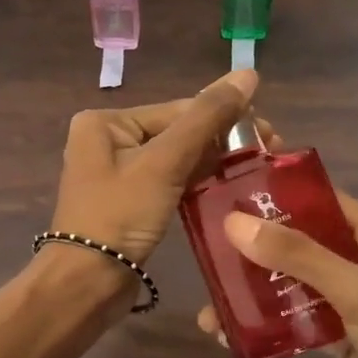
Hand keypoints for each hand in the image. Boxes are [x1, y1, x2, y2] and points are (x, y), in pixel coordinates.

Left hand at [47, 69, 262, 263]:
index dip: (225, 118)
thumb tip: (248, 73)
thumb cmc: (120, 215)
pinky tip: (229, 187)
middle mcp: (107, 140)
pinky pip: (169, 182)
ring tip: (258, 168)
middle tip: (271, 151)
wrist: (87, 284)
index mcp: (106, 122)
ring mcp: (117, 173)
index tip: (270, 133)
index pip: (177, 110)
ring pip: (175, 158)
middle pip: (177, 132)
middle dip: (222, 141)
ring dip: (214, 162)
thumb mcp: (164, 163)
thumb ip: (207, 118)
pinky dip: (196, 183)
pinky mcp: (128, 202)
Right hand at [199, 190, 357, 357]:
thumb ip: (297, 254)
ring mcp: (350, 302)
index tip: (225, 189)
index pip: (320, 199)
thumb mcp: (357, 290)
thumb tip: (233, 221)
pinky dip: (267, 323)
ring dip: (254, 289)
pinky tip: (229, 332)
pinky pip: (296, 320)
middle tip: (204, 248)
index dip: (276, 192)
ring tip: (209, 302)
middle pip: (299, 241)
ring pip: (292, 283)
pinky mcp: (340, 340)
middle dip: (254, 246)